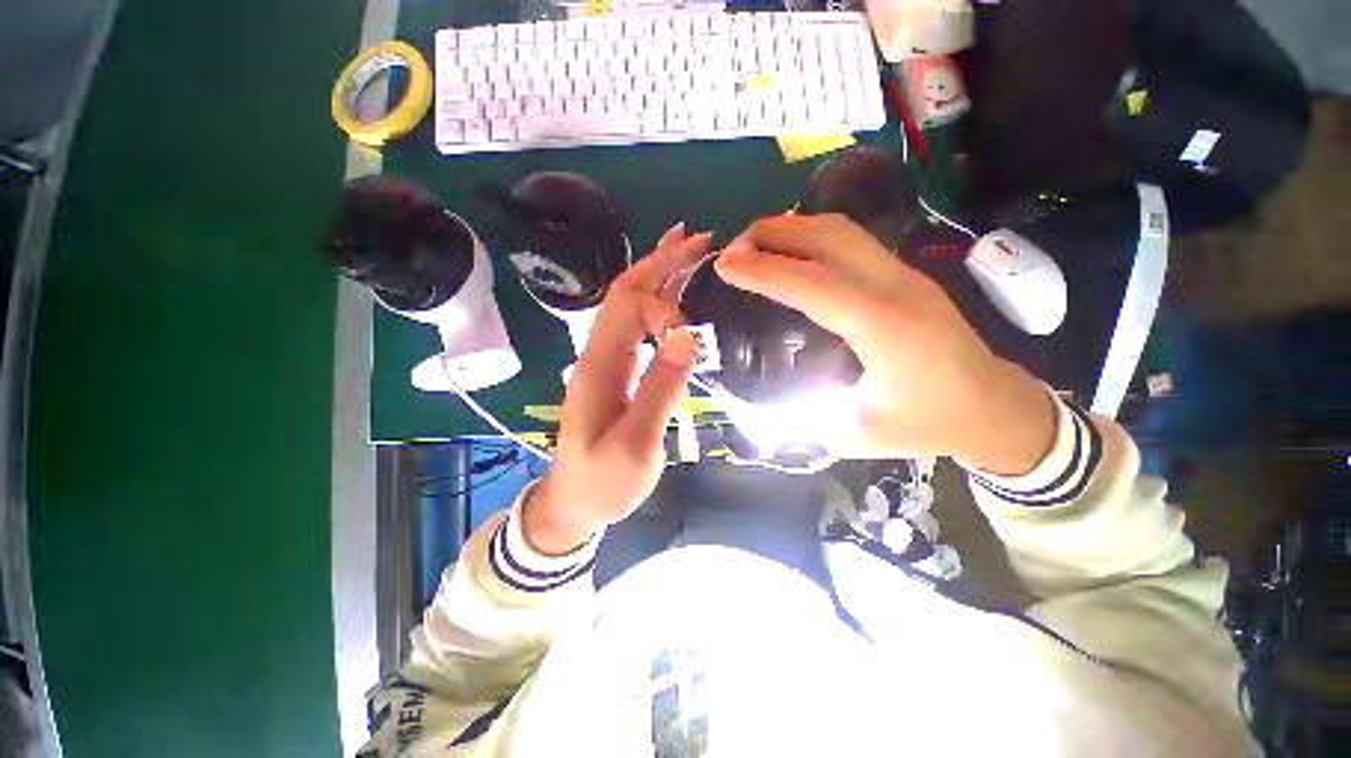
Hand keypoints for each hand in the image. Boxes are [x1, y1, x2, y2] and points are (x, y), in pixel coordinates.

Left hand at [523, 224, 709, 554]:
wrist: (574, 503)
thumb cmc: (603, 481)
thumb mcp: (634, 444)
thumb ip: (659, 389)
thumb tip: (686, 337)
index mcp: (599, 365)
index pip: (628, 307)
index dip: (663, 306)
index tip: (691, 336)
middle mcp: (599, 352)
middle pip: (626, 292)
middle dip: (661, 261)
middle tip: (697, 238)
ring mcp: (607, 360)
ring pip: (631, 303)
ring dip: (659, 273)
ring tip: (688, 248)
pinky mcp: (618, 370)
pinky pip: (637, 325)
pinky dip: (657, 301)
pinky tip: (674, 293)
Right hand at [715, 214, 1054, 475]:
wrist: (996, 408)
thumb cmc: (930, 424)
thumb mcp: (856, 433)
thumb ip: (801, 417)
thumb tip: (757, 410)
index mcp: (884, 329)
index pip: (815, 285)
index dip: (765, 271)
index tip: (725, 266)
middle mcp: (895, 288)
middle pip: (831, 236)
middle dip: (775, 232)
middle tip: (733, 249)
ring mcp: (903, 275)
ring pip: (843, 230)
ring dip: (793, 228)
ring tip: (754, 246)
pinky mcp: (903, 276)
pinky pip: (851, 241)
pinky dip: (811, 238)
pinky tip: (790, 257)